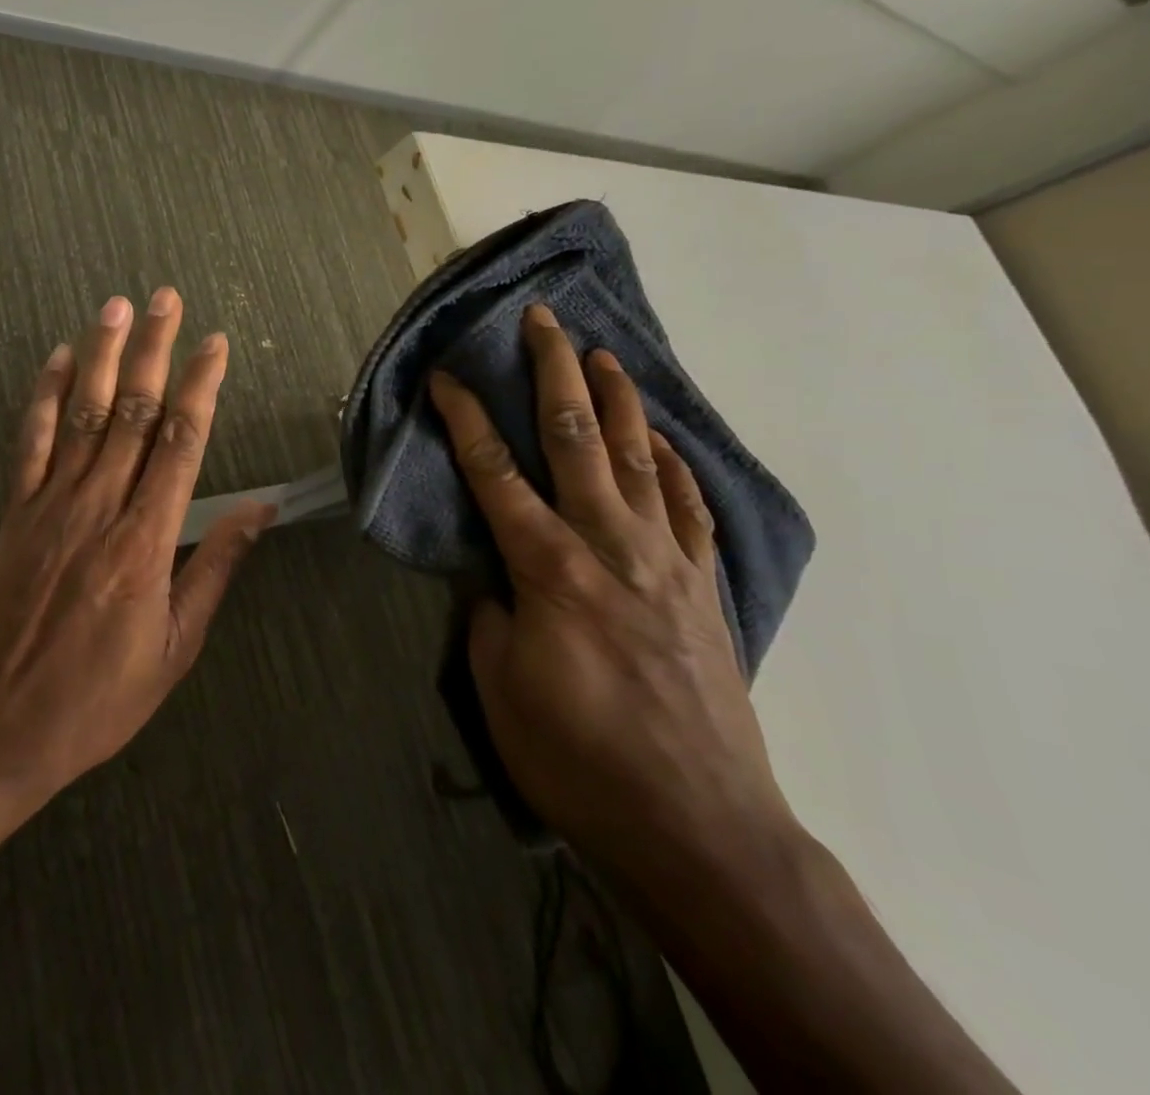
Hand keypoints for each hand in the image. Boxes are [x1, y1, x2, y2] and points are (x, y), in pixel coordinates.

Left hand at [0, 288, 274, 806]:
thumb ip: (214, 569)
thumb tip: (258, 511)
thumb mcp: (175, 647)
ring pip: (84, 413)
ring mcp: (51, 504)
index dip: (201, 387)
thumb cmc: (98, 697)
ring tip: (118, 306)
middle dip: (156, 350)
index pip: (183, 442)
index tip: (215, 344)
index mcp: (147, 541)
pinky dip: (44, 396)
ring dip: (104, 355)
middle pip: (135, 411)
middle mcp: (100, 506)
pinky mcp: (13, 512)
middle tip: (168, 299)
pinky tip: (59, 359)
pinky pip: (31, 442)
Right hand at [428, 304, 795, 884]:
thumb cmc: (578, 760)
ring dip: (618, 400)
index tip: (445, 376)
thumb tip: (493, 575)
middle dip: (554, 373)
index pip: (495, 472)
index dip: (465, 417)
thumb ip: (490, 614)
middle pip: (578, 439)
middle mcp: (610, 547)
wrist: (698, 828)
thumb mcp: (499, 688)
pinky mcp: (704, 588)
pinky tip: (665, 441)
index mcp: (550, 569)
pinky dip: (676, 465)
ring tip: (603, 354)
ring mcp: (666, 562)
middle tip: (542, 321)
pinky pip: (690, 508)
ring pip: (641, 459)